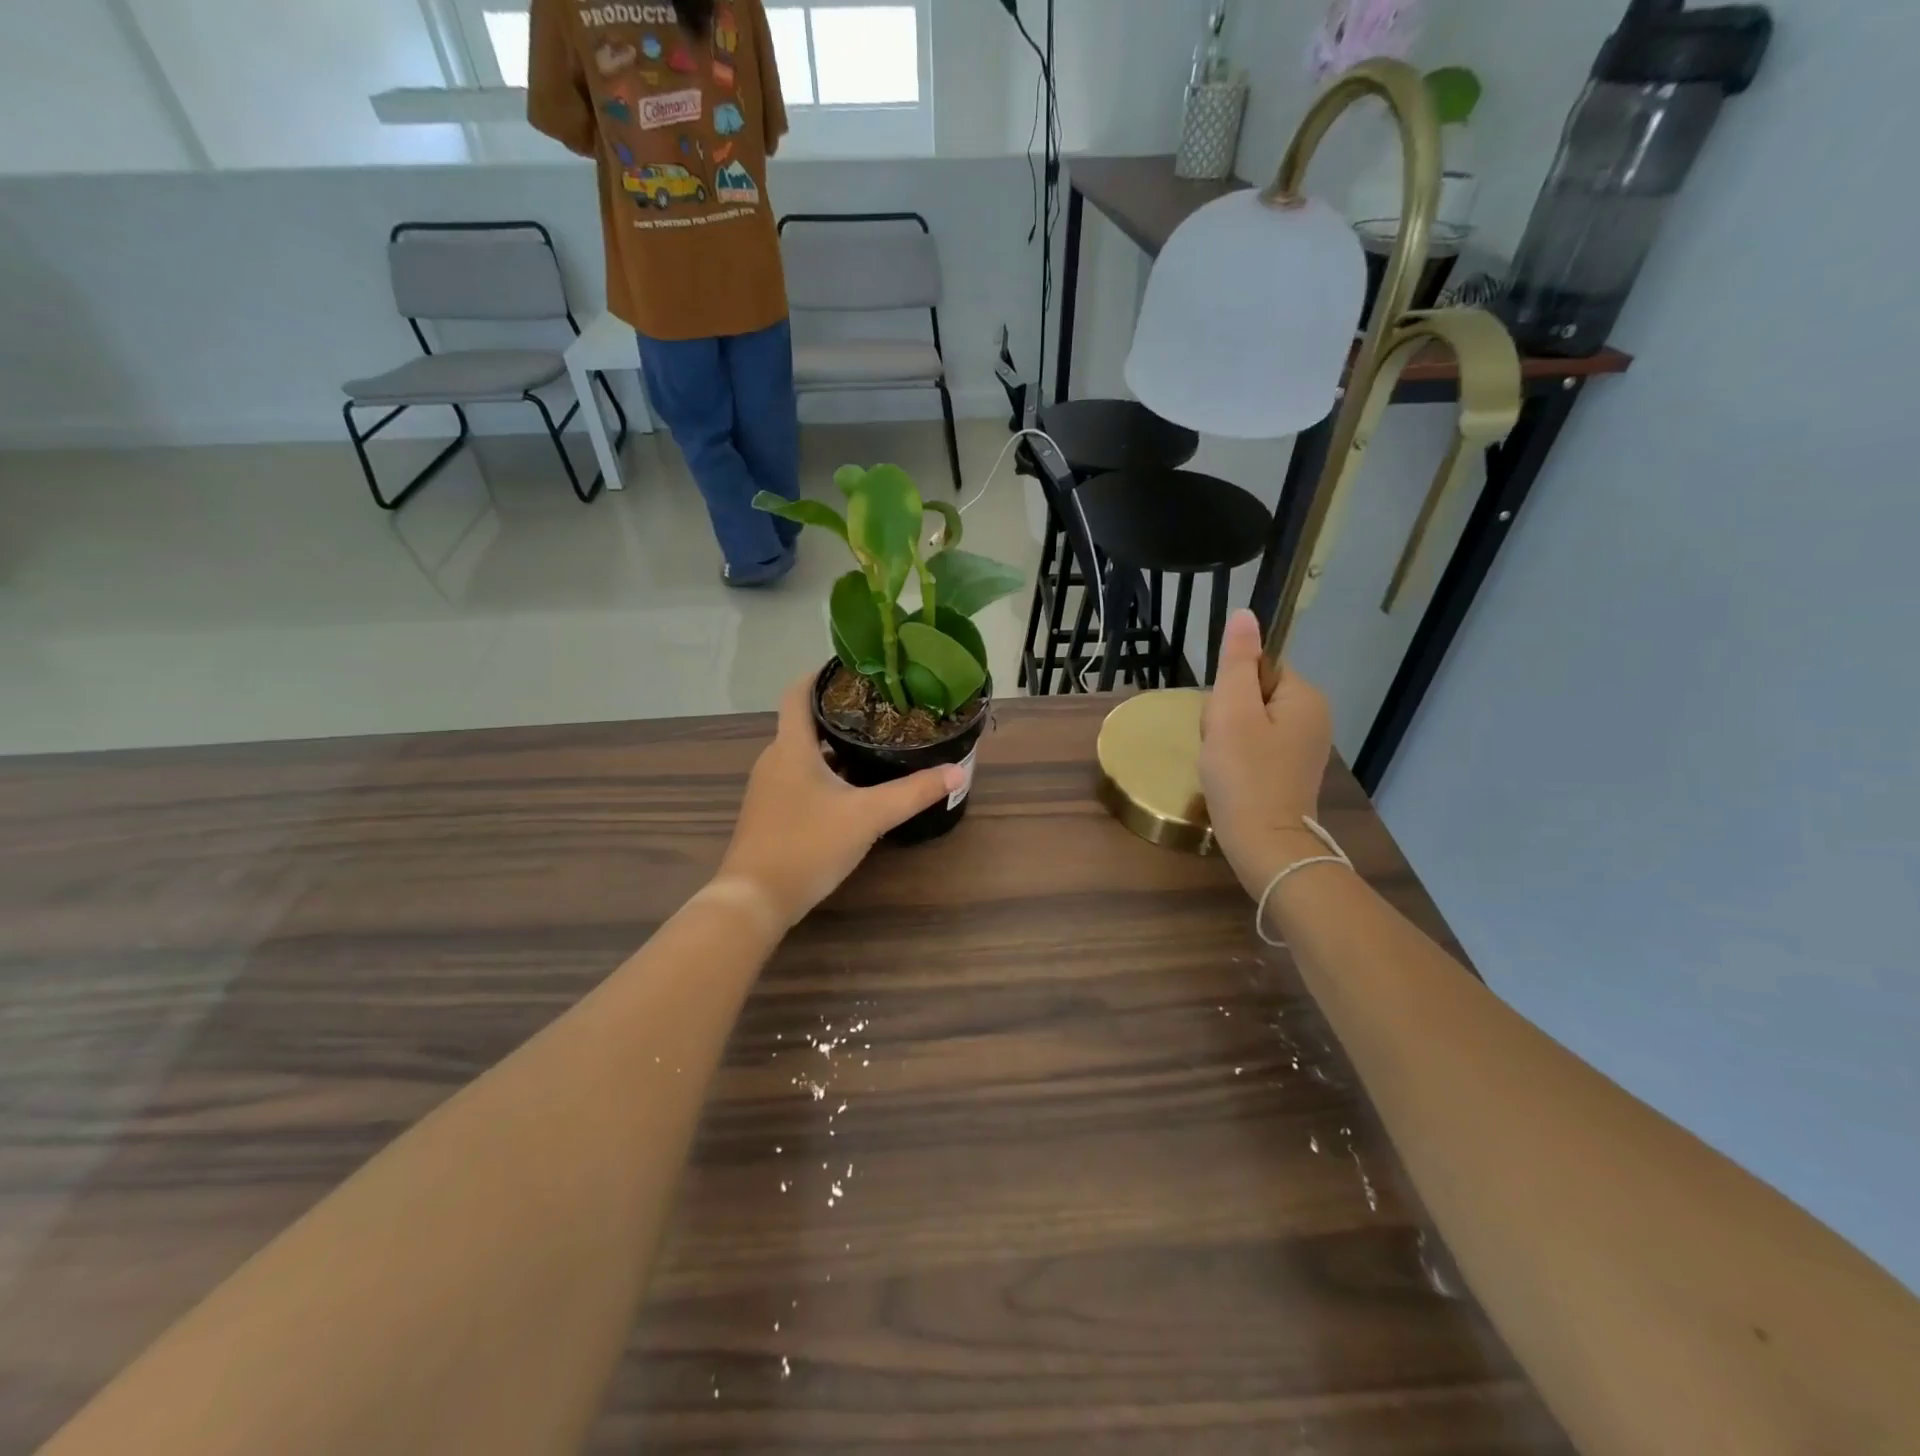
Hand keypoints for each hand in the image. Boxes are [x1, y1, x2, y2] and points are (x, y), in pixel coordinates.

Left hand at [716, 674, 963, 928]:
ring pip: (803, 753)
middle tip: (880, 709)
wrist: (754, 900)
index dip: (821, 674)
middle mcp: (774, 759)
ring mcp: (768, 788)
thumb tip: (957, 772)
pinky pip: (799, 778)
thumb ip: (913, 793)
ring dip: (833, 746)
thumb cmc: (807, 845)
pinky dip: (824, 773)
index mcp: (791, 747)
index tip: (853, 667)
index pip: (798, 692)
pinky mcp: (770, 813)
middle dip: (839, 712)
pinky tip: (851, 789)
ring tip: (873, 744)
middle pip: (804, 722)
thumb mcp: (867, 816)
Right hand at [1198, 610, 1335, 898]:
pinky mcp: (1290, 770)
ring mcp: (1304, 746)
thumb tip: (1245, 614)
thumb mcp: (1232, 712)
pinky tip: (1230, 776)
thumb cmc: (1245, 775)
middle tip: (1220, 744)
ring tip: (1222, 763)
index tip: (1223, 718)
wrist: (1264, 845)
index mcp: (1304, 696)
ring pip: (1250, 720)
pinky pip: (1255, 745)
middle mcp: (1313, 716)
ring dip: (1227, 736)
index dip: (1230, 688)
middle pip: (1253, 692)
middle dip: (1227, 714)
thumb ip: (1237, 662)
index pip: (1258, 666)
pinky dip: (1236, 757)